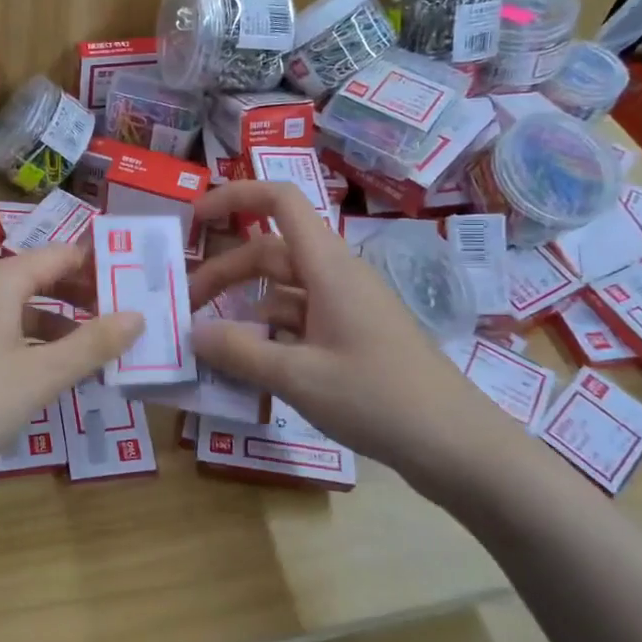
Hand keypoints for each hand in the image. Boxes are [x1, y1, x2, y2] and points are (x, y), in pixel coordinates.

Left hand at [0, 244, 142, 492]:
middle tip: (120, 317)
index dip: (98, 267)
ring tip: (91, 349)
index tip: (133, 283)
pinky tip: (43, 370)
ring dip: (55, 323)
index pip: (59, 256)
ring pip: (15, 307)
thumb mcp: (43, 376)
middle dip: (79, 296)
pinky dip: (25, 340)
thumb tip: (137, 316)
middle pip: (36, 277)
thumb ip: (93, 344)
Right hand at [187, 182, 529, 505]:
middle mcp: (336, 277)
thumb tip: (191, 333)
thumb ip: (239, 352)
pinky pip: (299, 321)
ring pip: (282, 291)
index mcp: (328, 267)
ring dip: (243, 308)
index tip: (194, 219)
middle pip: (270, 253)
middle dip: (223, 274)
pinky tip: (248, 365)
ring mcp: (347, 308)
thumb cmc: (378, 399)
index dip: (234, 196)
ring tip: (208, 344)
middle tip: (184, 310)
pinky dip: (268, 334)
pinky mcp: (352, 337)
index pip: (281, 201)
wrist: (456, 445)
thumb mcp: (298, 377)